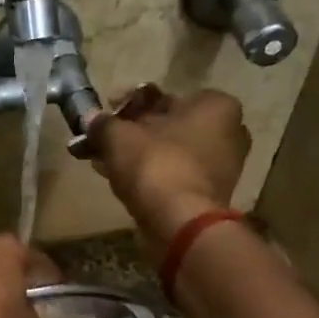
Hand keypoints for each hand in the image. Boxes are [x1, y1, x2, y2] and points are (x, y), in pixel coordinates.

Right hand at [85, 86, 250, 245]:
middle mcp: (228, 132)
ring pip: (168, 151)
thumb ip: (103, 123)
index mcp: (215, 106)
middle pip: (168, 124)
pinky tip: (118, 178)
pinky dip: (149, 173)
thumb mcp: (118, 136)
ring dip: (137, 153)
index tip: (107, 112)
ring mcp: (221, 166)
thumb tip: (90, 119)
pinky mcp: (209, 194)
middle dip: (133, 131)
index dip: (129, 103)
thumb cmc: (156, 164)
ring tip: (103, 159)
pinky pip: (173, 173)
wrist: (179, 223)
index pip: (164, 95)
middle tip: (103, 137)